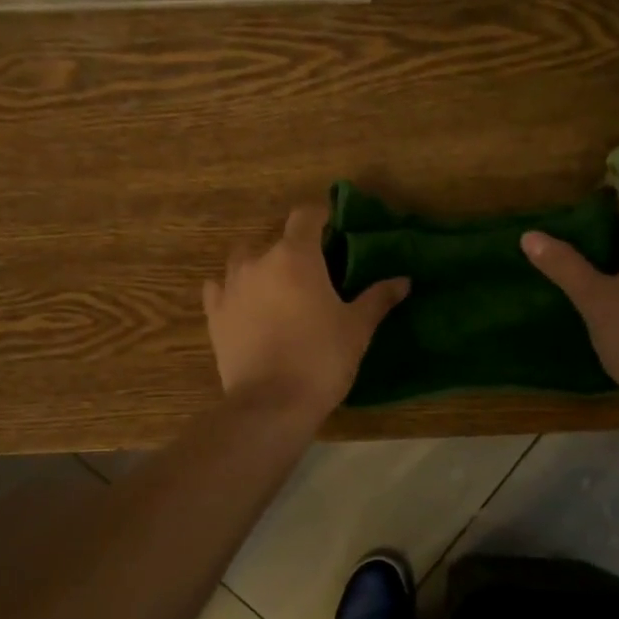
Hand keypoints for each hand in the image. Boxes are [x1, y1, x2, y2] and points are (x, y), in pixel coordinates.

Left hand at [203, 204, 409, 420]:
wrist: (272, 403)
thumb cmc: (321, 358)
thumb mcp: (357, 328)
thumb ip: (378, 298)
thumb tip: (403, 280)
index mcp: (295, 257)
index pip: (305, 216)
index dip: (321, 216)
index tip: (334, 228)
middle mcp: (258, 262)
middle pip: (275, 240)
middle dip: (294, 250)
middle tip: (314, 273)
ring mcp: (230, 287)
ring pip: (244, 261)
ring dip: (261, 267)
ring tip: (279, 290)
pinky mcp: (215, 315)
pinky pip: (219, 289)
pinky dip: (232, 291)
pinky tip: (244, 305)